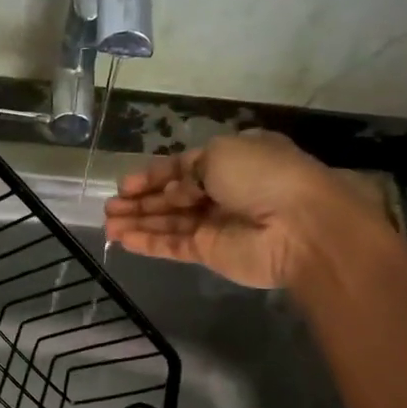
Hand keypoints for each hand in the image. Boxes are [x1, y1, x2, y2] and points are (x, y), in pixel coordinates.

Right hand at [103, 130, 381, 291]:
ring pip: (169, 222)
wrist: (299, 226)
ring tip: (107, 224)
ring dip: (138, 221)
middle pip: (172, 196)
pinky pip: (173, 245)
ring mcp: (216, 224)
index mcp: (231, 160)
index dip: (153, 175)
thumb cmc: (262, 175)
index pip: (182, 167)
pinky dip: (148, 242)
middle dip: (140, 200)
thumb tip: (172, 190)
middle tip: (110, 207)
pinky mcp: (211, 253)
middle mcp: (223, 191)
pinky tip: (122, 240)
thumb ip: (186, 171)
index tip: (124, 184)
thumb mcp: (220, 154)